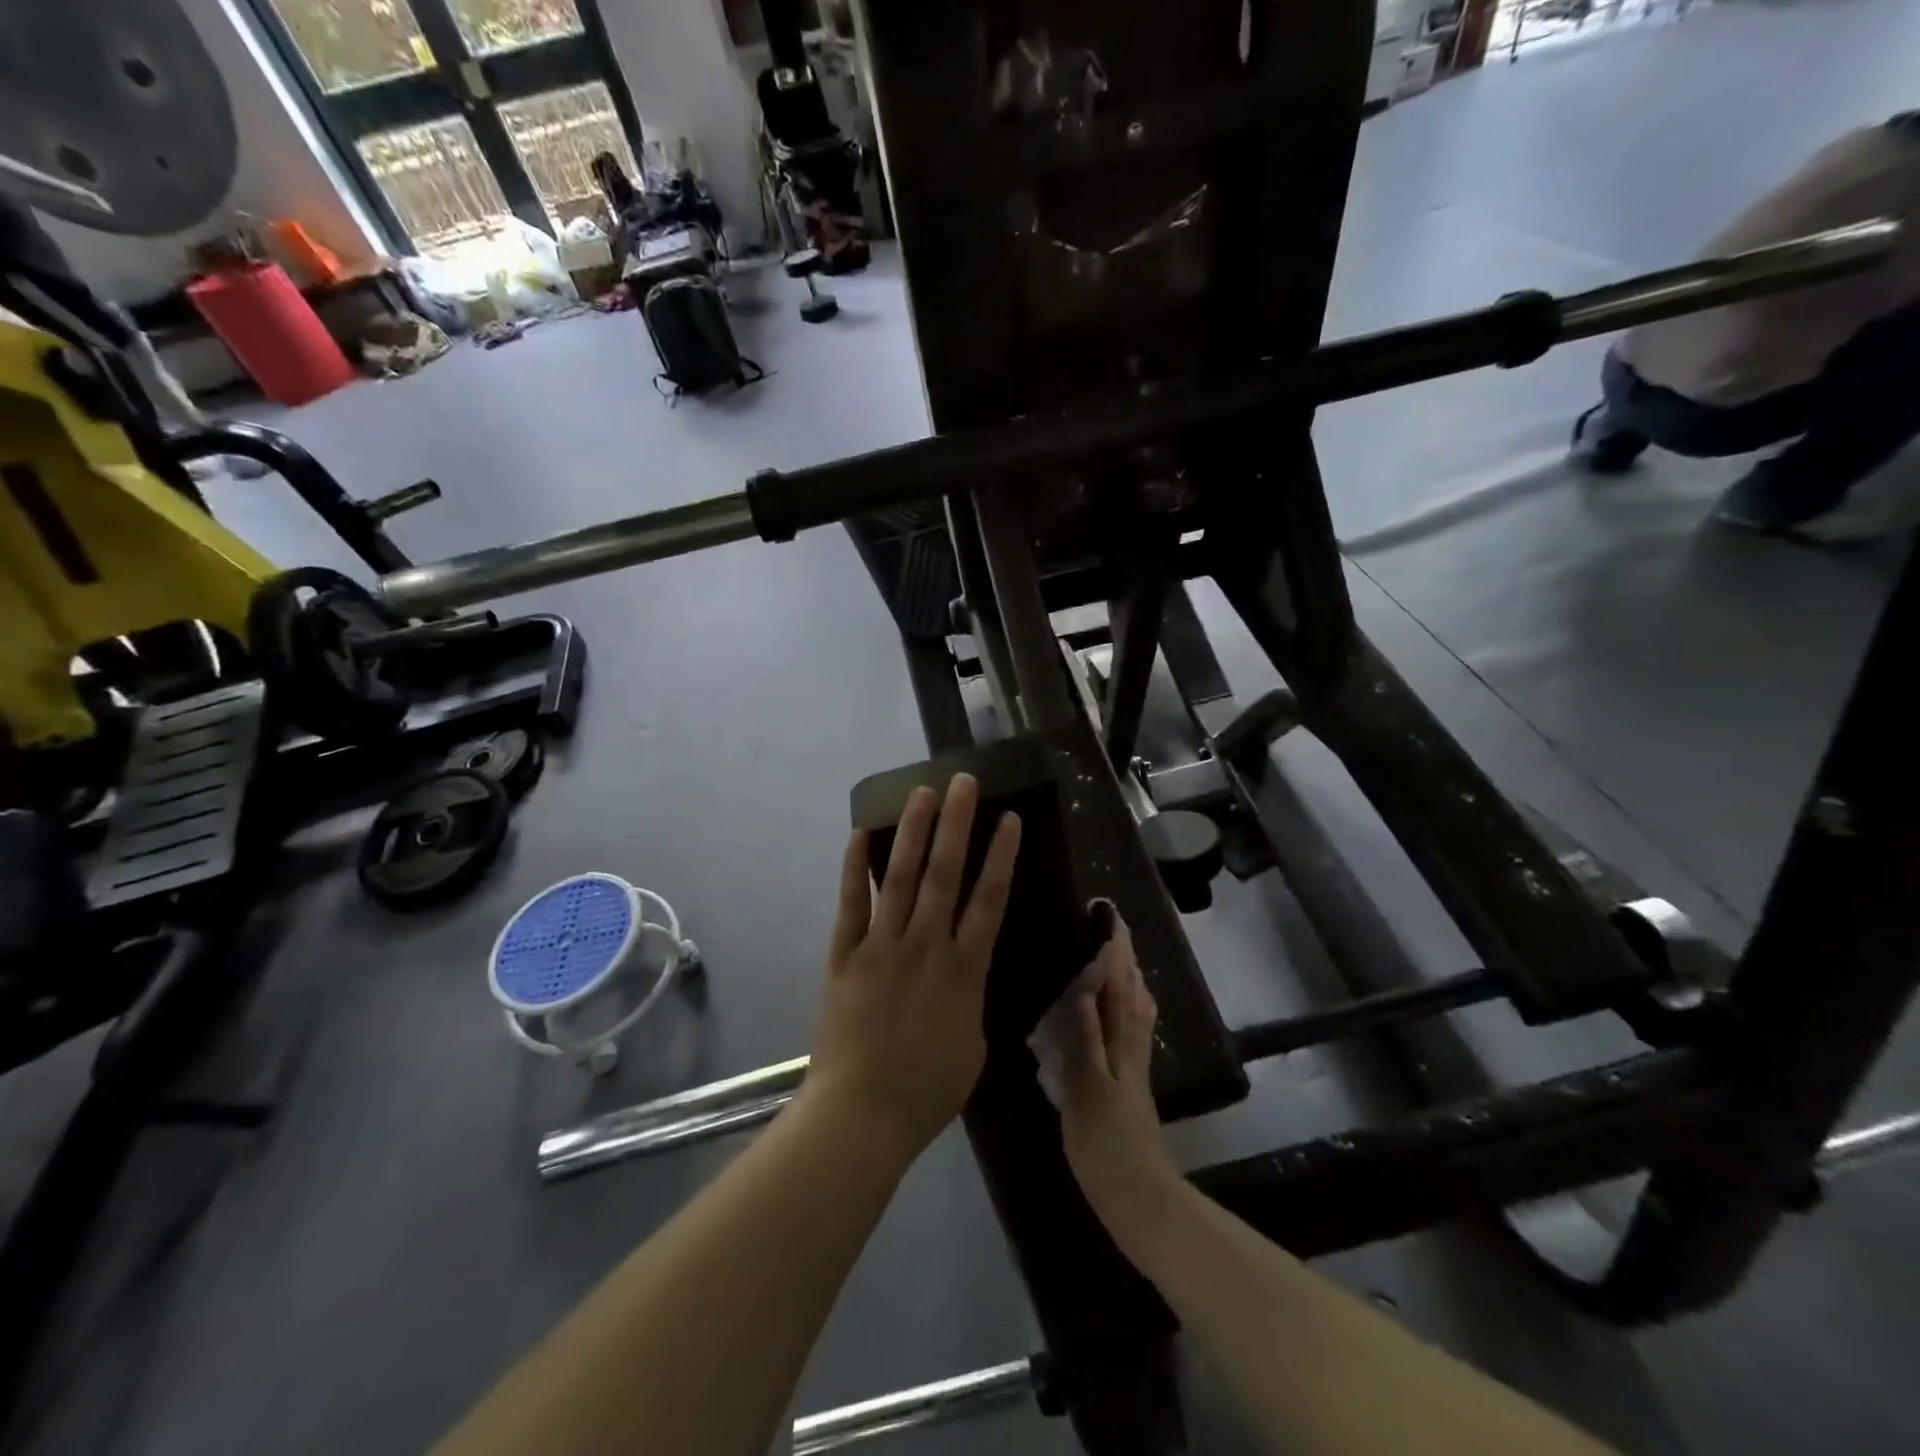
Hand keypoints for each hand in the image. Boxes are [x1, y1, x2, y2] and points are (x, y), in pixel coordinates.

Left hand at [804, 773, 1021, 1160]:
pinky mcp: (845, 955)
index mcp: (964, 970)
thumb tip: (968, 968)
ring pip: (902, 878)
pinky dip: (855, 868)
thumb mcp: (973, 1044)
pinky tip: (860, 833)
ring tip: (923, 793)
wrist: (862, 1114)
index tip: (1009, 819)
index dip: (1001, 857)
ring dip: (914, 832)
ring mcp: (881, 947)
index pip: (989, 901)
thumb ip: (971, 996)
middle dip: (957, 824)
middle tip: (964, 782)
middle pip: (945, 874)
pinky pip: (851, 904)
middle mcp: (925, 946)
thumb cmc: (927, 1088)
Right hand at [1030, 910, 1181, 1246]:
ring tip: (1114, 957)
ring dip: (1128, 979)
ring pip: (1135, 1010)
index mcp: (1120, 1045)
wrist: (1138, 1197)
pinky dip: (1126, 1008)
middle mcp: (1131, 1047)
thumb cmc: (1106, 1146)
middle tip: (1112, 927)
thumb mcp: (1086, 1092)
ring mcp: (1133, 1065)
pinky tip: (1113, 1011)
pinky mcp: (1130, 1083)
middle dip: (1125, 957)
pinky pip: (1131, 1031)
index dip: (1115, 951)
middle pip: (1133, 993)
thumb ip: (1085, 1040)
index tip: (1108, 916)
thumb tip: (1083, 990)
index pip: (1120, 987)